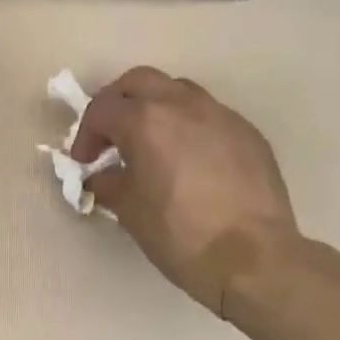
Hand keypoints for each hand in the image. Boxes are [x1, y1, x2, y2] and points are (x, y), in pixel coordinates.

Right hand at [71, 68, 298, 316]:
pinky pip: (210, 115)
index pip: (102, 109)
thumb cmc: (180, 234)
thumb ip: (108, 183)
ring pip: (178, 91)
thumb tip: (101, 176)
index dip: (86, 135)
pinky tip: (191, 161)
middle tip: (112, 136)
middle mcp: (183, 105)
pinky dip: (189, 126)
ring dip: (156, 108)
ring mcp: (221, 115)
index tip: (86, 163)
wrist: (253, 258)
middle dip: (118, 103)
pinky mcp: (248, 132)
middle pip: (139, 81)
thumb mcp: (130, 211)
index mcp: (146, 121)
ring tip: (153, 144)